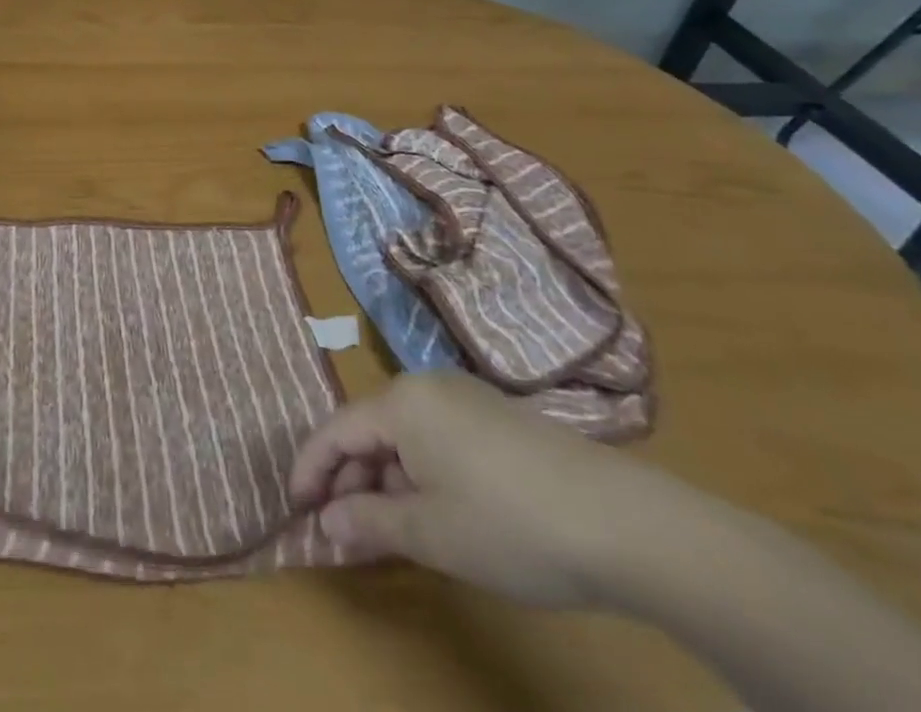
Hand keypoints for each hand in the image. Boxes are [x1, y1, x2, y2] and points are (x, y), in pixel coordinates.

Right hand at [290, 371, 711, 607]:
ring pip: (405, 435)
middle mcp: (427, 387)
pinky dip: (422, 472)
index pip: (337, 428)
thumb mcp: (432, 533)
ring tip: (389, 529)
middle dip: (352, 478)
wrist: (625, 523)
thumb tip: (326, 521)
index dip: (311, 467)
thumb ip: (369, 522)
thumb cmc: (510, 524)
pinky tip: (436, 512)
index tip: (295, 506)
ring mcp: (467, 398)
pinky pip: (437, 437)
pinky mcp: (498, 418)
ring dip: (388, 479)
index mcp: (402, 402)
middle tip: (343, 530)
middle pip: (370, 428)